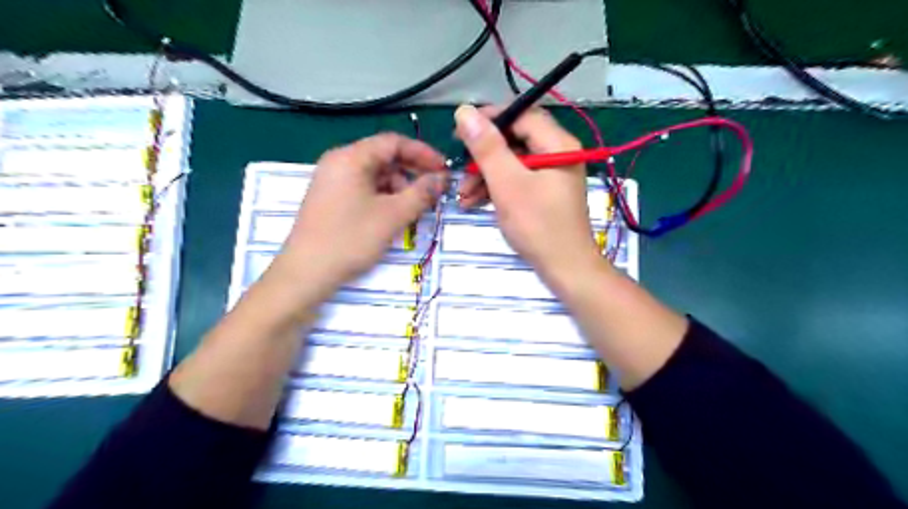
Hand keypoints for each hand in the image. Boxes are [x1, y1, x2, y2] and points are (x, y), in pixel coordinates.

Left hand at [266, 133, 447, 300]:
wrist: (306, 272)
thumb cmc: (351, 239)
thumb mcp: (393, 215)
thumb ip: (421, 193)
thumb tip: (442, 178)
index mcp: (351, 157)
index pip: (394, 142)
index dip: (423, 153)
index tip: (444, 170)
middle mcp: (339, 162)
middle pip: (384, 157)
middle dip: (412, 173)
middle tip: (433, 192)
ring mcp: (332, 180)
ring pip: (375, 175)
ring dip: (399, 187)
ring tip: (414, 209)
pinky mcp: (330, 198)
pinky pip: (363, 188)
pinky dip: (383, 197)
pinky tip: (394, 215)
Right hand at [454, 104, 601, 281]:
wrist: (565, 269)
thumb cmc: (538, 226)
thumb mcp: (507, 184)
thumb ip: (487, 147)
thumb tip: (465, 111)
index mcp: (557, 143)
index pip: (520, 115)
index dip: (488, 120)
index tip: (459, 132)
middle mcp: (558, 153)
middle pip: (515, 140)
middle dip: (483, 155)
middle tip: (460, 169)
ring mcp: (552, 174)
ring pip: (513, 162)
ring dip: (485, 176)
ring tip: (463, 195)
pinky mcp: (545, 193)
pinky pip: (517, 180)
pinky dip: (496, 188)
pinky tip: (475, 202)